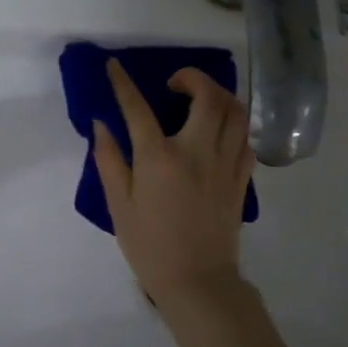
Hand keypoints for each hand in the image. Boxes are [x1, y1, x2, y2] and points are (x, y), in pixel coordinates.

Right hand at [92, 59, 252, 312]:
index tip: (115, 65)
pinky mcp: (241, 179)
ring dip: (219, 96)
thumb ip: (109, 160)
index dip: (124, 83)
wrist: (198, 282)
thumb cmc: (150, 245)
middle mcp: (197, 152)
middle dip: (192, 78)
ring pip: (236, 113)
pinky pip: (245, 138)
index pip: (138, 108)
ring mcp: (225, 164)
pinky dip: (233, 124)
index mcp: (160, 158)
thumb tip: (102, 124)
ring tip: (201, 100)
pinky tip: (218, 131)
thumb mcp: (119, 205)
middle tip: (175, 84)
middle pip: (207, 97)